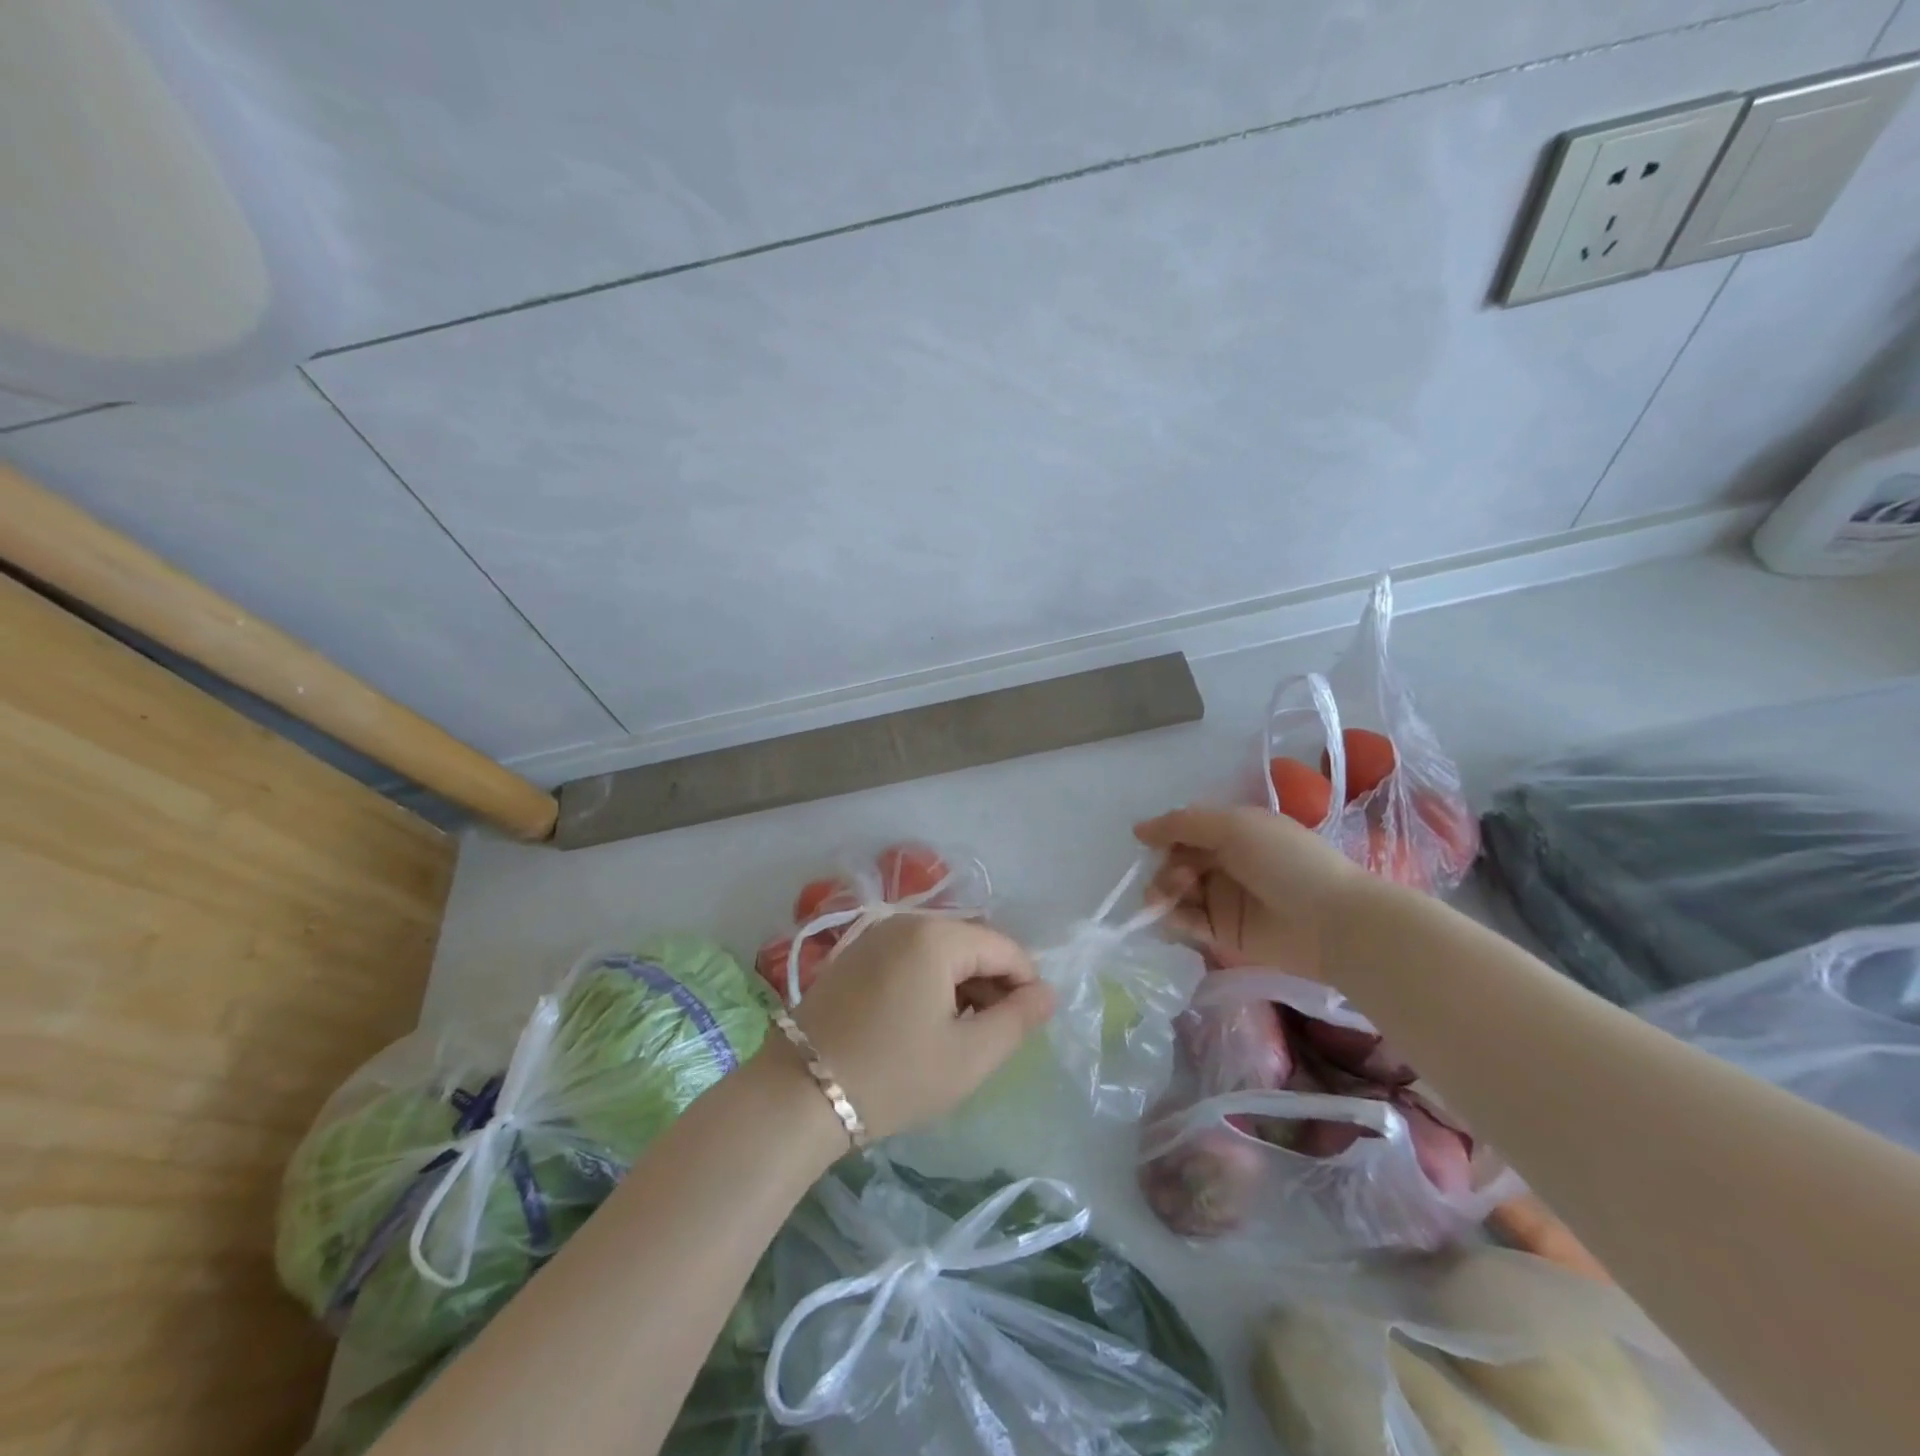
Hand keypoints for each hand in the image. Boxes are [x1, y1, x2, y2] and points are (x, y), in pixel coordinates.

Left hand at [792, 916, 1052, 1141]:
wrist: (798, 1094)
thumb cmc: (893, 1075)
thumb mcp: (968, 1056)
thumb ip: (1017, 1020)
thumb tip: (1047, 992)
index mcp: (936, 936)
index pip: (1004, 948)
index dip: (1026, 985)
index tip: (1028, 1028)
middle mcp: (905, 921)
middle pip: (971, 944)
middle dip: (992, 985)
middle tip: (993, 1037)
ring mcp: (874, 935)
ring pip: (940, 951)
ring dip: (961, 986)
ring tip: (961, 1035)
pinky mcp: (853, 955)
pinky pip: (909, 957)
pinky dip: (929, 983)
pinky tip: (924, 1023)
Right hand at [1134, 804, 1372, 982]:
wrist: (1333, 922)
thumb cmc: (1287, 862)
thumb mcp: (1234, 826)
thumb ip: (1183, 824)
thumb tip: (1138, 830)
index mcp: (1233, 833)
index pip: (1185, 831)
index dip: (1165, 836)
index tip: (1149, 844)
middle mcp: (1226, 864)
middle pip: (1176, 862)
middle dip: (1165, 868)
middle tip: (1176, 880)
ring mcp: (1224, 900)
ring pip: (1176, 893)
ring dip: (1165, 893)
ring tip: (1172, 899)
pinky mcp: (1223, 935)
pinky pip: (1187, 924)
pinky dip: (1176, 920)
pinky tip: (1180, 920)